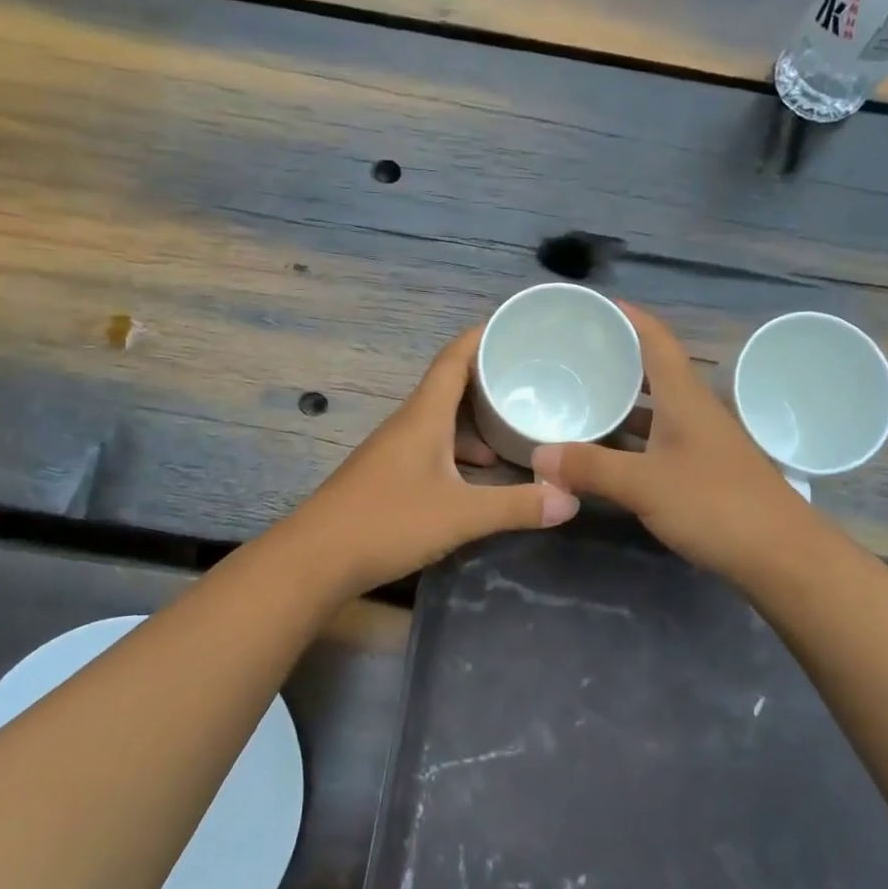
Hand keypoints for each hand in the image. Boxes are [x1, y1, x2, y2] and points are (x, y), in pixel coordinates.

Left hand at [289, 325, 579, 594]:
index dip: (483, 336)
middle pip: (451, 386)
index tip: (518, 328)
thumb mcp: (461, 515)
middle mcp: (408, 424)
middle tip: (535, 379)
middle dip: (491, 379)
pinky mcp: (389, 476)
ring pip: (442, 421)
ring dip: (477, 420)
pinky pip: (433, 447)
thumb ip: (516, 506)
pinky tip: (482, 472)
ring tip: (517, 426)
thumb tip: (572, 499)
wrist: (316, 559)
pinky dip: (461, 450)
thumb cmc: (388, 522)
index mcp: (424, 416)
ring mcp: (395, 450)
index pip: (454, 358)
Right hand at [533, 302, 804, 582]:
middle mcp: (695, 411)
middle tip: (572, 359)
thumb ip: (591, 467)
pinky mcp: (705, 471)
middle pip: (654, 373)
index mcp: (684, 398)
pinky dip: (632, 441)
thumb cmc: (715, 504)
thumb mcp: (644, 484)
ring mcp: (703, 443)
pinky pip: (660, 441)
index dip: (628, 317)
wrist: (781, 555)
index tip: (593, 306)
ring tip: (581, 402)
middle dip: (617, 361)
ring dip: (623, 404)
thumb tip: (539, 455)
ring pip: (656, 411)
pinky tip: (608, 454)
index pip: (656, 340)